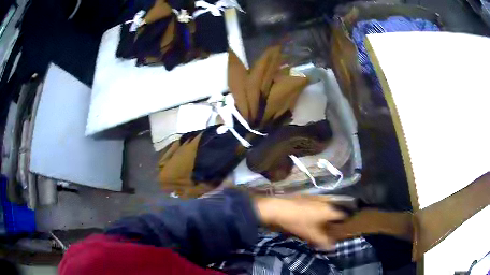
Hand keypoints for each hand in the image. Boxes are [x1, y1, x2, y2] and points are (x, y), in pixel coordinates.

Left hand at [255, 195, 347, 249]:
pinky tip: (312, 215)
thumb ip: (323, 241)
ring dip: (327, 213)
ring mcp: (316, 197)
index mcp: (329, 210)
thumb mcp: (311, 235)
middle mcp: (325, 201)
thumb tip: (332, 247)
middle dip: (335, 218)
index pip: (343, 215)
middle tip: (332, 227)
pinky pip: (318, 202)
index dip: (344, 222)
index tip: (342, 229)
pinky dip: (319, 209)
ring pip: (327, 205)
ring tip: (323, 222)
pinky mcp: (307, 196)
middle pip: (335, 209)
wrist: (278, 208)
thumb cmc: (297, 222)